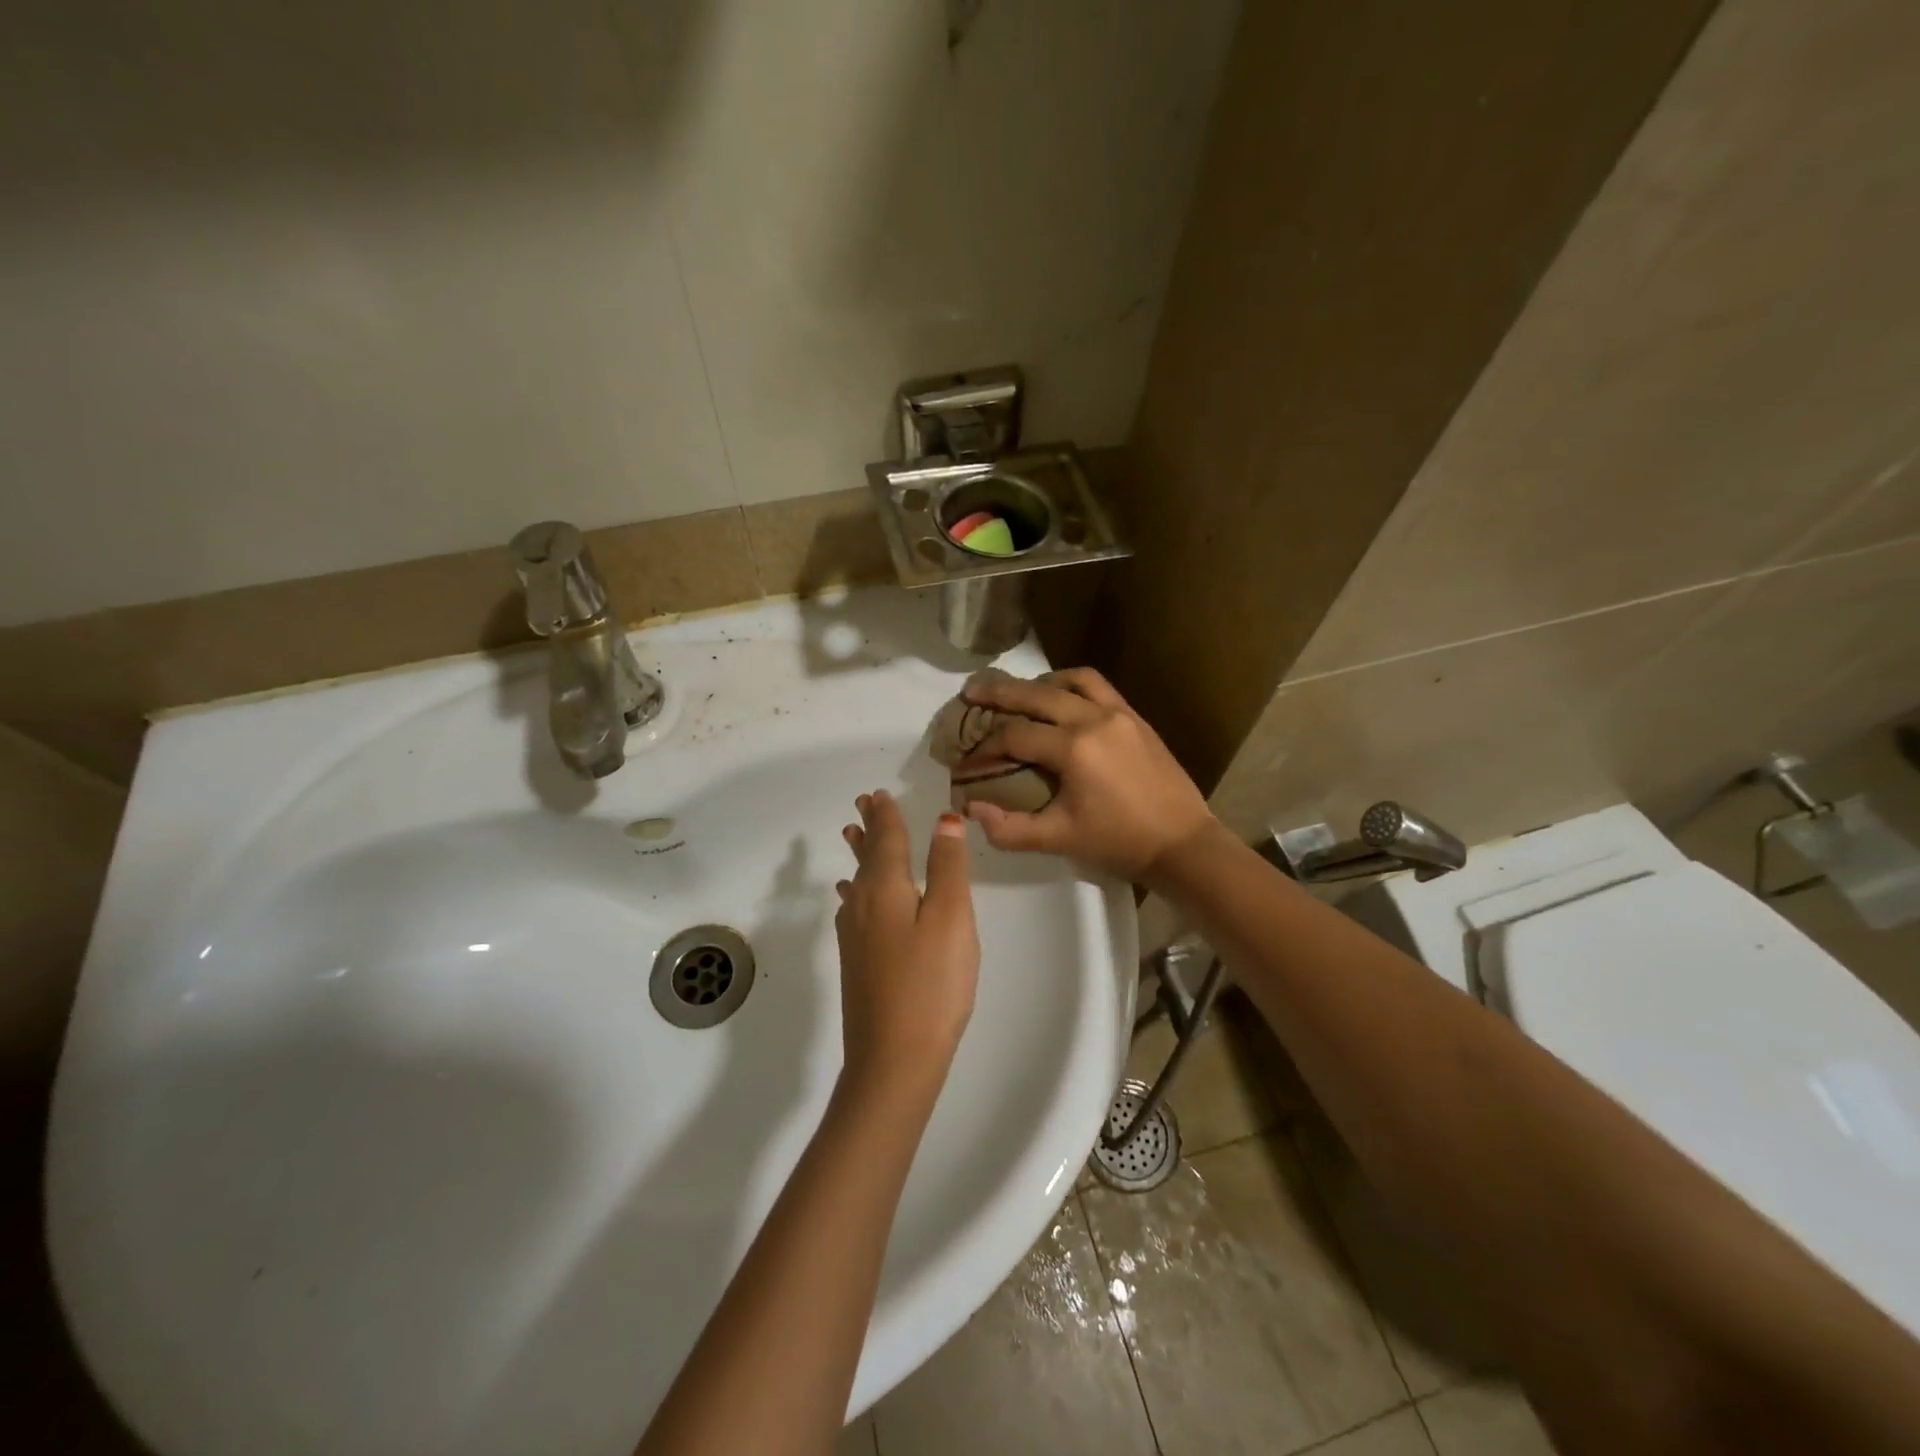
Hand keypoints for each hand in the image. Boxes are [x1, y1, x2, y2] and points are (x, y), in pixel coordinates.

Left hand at [834, 791, 979, 1096]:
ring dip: (860, 856)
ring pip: (857, 883)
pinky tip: (852, 899)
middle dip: (868, 829)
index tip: (878, 793)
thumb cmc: (931, 984)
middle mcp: (862, 906)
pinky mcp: (857, 963)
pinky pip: (854, 908)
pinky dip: (856, 891)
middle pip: (866, 857)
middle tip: (862, 805)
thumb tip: (944, 819)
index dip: (886, 815)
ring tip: (853, 837)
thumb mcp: (951, 918)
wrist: (894, 1058)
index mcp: (885, 889)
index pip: (886, 839)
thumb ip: (947, 867)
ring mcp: (855, 937)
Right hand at [953, 667, 1214, 881]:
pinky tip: (1060, 697)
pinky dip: (1071, 685)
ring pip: (1068, 681)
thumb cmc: (1119, 843)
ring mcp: (1118, 713)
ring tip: (1017, 693)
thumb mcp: (1059, 839)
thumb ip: (1009, 828)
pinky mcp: (1135, 717)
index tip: (965, 763)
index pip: (1014, 736)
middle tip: (970, 692)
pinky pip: (1097, 686)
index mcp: (1073, 749)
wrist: (1182, 844)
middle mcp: (1093, 719)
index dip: (983, 749)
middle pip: (1035, 695)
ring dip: (1037, 684)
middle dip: (997, 694)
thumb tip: (969, 809)